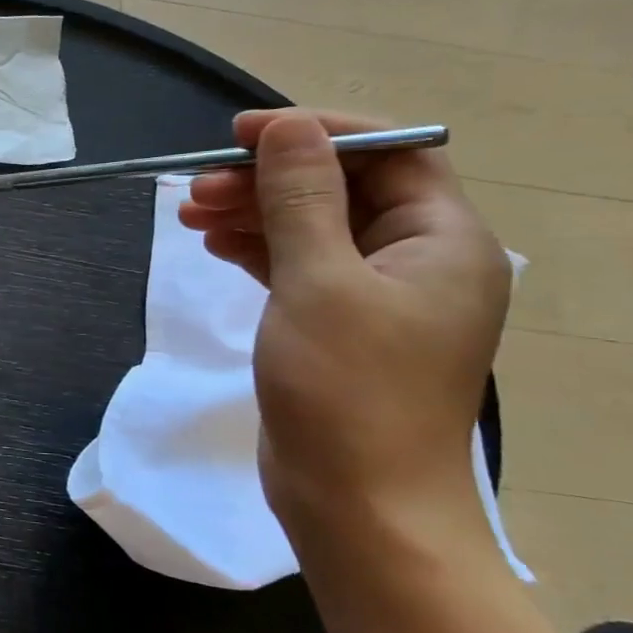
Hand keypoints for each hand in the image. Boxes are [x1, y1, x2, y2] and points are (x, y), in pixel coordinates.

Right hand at [179, 110, 510, 553]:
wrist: (358, 506)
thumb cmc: (346, 388)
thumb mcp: (318, 281)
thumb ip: (301, 197)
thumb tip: (285, 127)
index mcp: (442, 240)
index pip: (388, 153)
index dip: (315, 133)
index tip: (241, 134)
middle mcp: (418, 259)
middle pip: (342, 189)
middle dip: (268, 179)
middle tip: (198, 186)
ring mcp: (378, 296)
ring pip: (312, 227)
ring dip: (254, 213)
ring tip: (190, 214)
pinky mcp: (339, 325)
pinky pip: (299, 266)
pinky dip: (257, 249)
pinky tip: (215, 245)